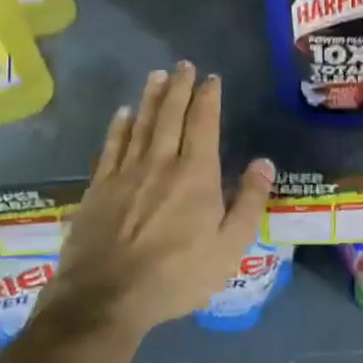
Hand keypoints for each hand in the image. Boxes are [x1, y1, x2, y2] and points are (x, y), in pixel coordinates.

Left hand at [37, 61, 275, 340]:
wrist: (106, 297)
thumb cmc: (177, 275)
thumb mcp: (229, 248)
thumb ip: (249, 203)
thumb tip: (264, 162)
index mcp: (196, 175)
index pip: (204, 124)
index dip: (208, 98)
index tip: (211, 79)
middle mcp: (160, 163)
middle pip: (170, 115)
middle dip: (179, 87)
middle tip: (183, 65)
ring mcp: (125, 173)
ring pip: (141, 124)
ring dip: (151, 98)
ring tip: (157, 76)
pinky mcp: (99, 188)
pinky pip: (111, 146)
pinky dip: (119, 126)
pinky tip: (123, 113)